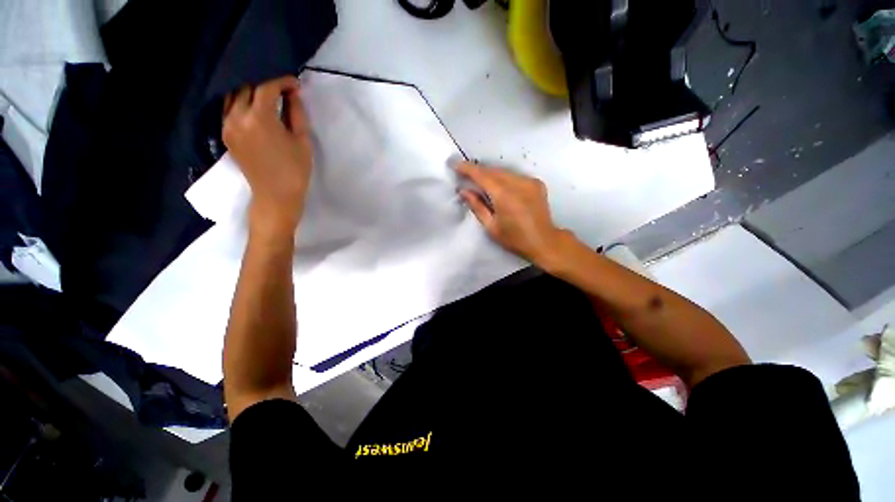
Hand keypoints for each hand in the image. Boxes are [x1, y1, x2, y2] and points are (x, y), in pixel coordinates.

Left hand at [222, 76, 312, 235]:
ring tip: (268, 97)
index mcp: (259, 119)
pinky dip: (241, 102)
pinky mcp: (225, 134)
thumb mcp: (302, 141)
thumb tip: (292, 94)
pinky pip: (229, 109)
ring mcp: (227, 125)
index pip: (267, 87)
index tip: (295, 84)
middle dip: (266, 84)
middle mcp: (237, 117)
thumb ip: (296, 114)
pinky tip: (254, 107)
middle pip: (247, 87)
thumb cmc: (295, 171)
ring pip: (234, 95)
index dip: (282, 81)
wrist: (275, 196)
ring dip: (251, 91)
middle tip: (283, 90)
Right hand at [457, 162, 566, 266]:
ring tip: (480, 180)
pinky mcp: (536, 183)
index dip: (468, 169)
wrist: (544, 241)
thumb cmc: (514, 239)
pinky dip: (503, 178)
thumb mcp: (491, 227)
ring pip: (504, 171)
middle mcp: (518, 183)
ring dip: (490, 174)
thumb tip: (464, 190)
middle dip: (478, 171)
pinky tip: (499, 186)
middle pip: (493, 170)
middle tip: (465, 175)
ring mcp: (529, 181)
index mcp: (505, 196)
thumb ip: (477, 206)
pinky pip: (514, 175)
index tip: (456, 165)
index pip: (483, 175)